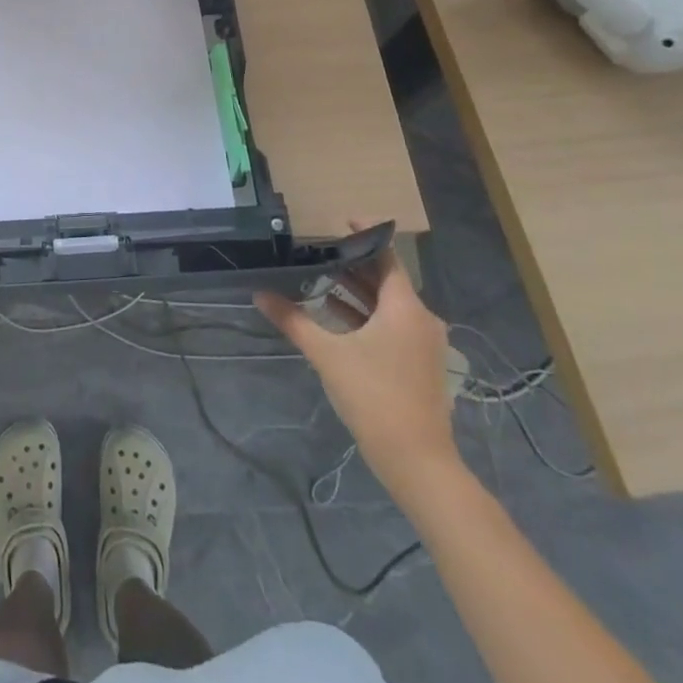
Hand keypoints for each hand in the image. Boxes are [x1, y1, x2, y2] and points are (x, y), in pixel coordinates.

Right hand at [256, 246, 459, 500]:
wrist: (417, 461)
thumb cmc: (374, 396)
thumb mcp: (327, 354)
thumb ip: (293, 320)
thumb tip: (259, 294)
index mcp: (405, 307)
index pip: (386, 256)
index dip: (365, 235)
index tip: (340, 220)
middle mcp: (420, 318)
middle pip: (386, 279)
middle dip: (353, 264)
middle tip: (318, 250)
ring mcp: (423, 343)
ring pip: (388, 304)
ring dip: (356, 292)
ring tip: (319, 279)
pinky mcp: (419, 364)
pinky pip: (392, 325)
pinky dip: (366, 315)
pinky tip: (335, 317)